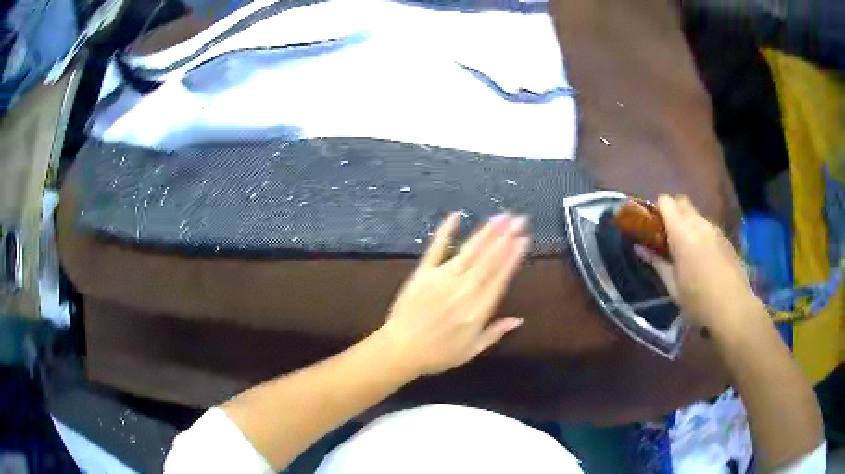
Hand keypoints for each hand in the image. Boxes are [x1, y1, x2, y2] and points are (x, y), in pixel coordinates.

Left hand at [380, 213, 529, 376]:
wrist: (401, 349)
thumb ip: (495, 333)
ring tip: (500, 216)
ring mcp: (443, 278)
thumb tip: (519, 319)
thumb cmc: (438, 354)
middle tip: (519, 218)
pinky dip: (445, 231)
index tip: (524, 239)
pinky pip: (436, 248)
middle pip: (489, 259)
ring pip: (469, 251)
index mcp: (478, 309)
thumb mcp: (471, 351)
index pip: (500, 277)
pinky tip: (455, 216)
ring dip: (486, 232)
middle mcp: (465, 289)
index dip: (513, 257)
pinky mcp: (424, 272)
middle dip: (506, 237)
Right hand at [635, 195, 760, 329]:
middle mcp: (699, 224)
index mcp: (682, 233)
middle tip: (667, 235)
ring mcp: (715, 230)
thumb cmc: (698, 301)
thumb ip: (658, 263)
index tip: (653, 227)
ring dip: (688, 224)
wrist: (733, 308)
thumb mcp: (673, 287)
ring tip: (686, 249)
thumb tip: (641, 249)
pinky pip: (708, 228)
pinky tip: (703, 258)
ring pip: (697, 215)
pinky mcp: (726, 239)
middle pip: (682, 202)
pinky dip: (701, 234)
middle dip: (672, 212)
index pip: (666, 201)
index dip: (657, 209)